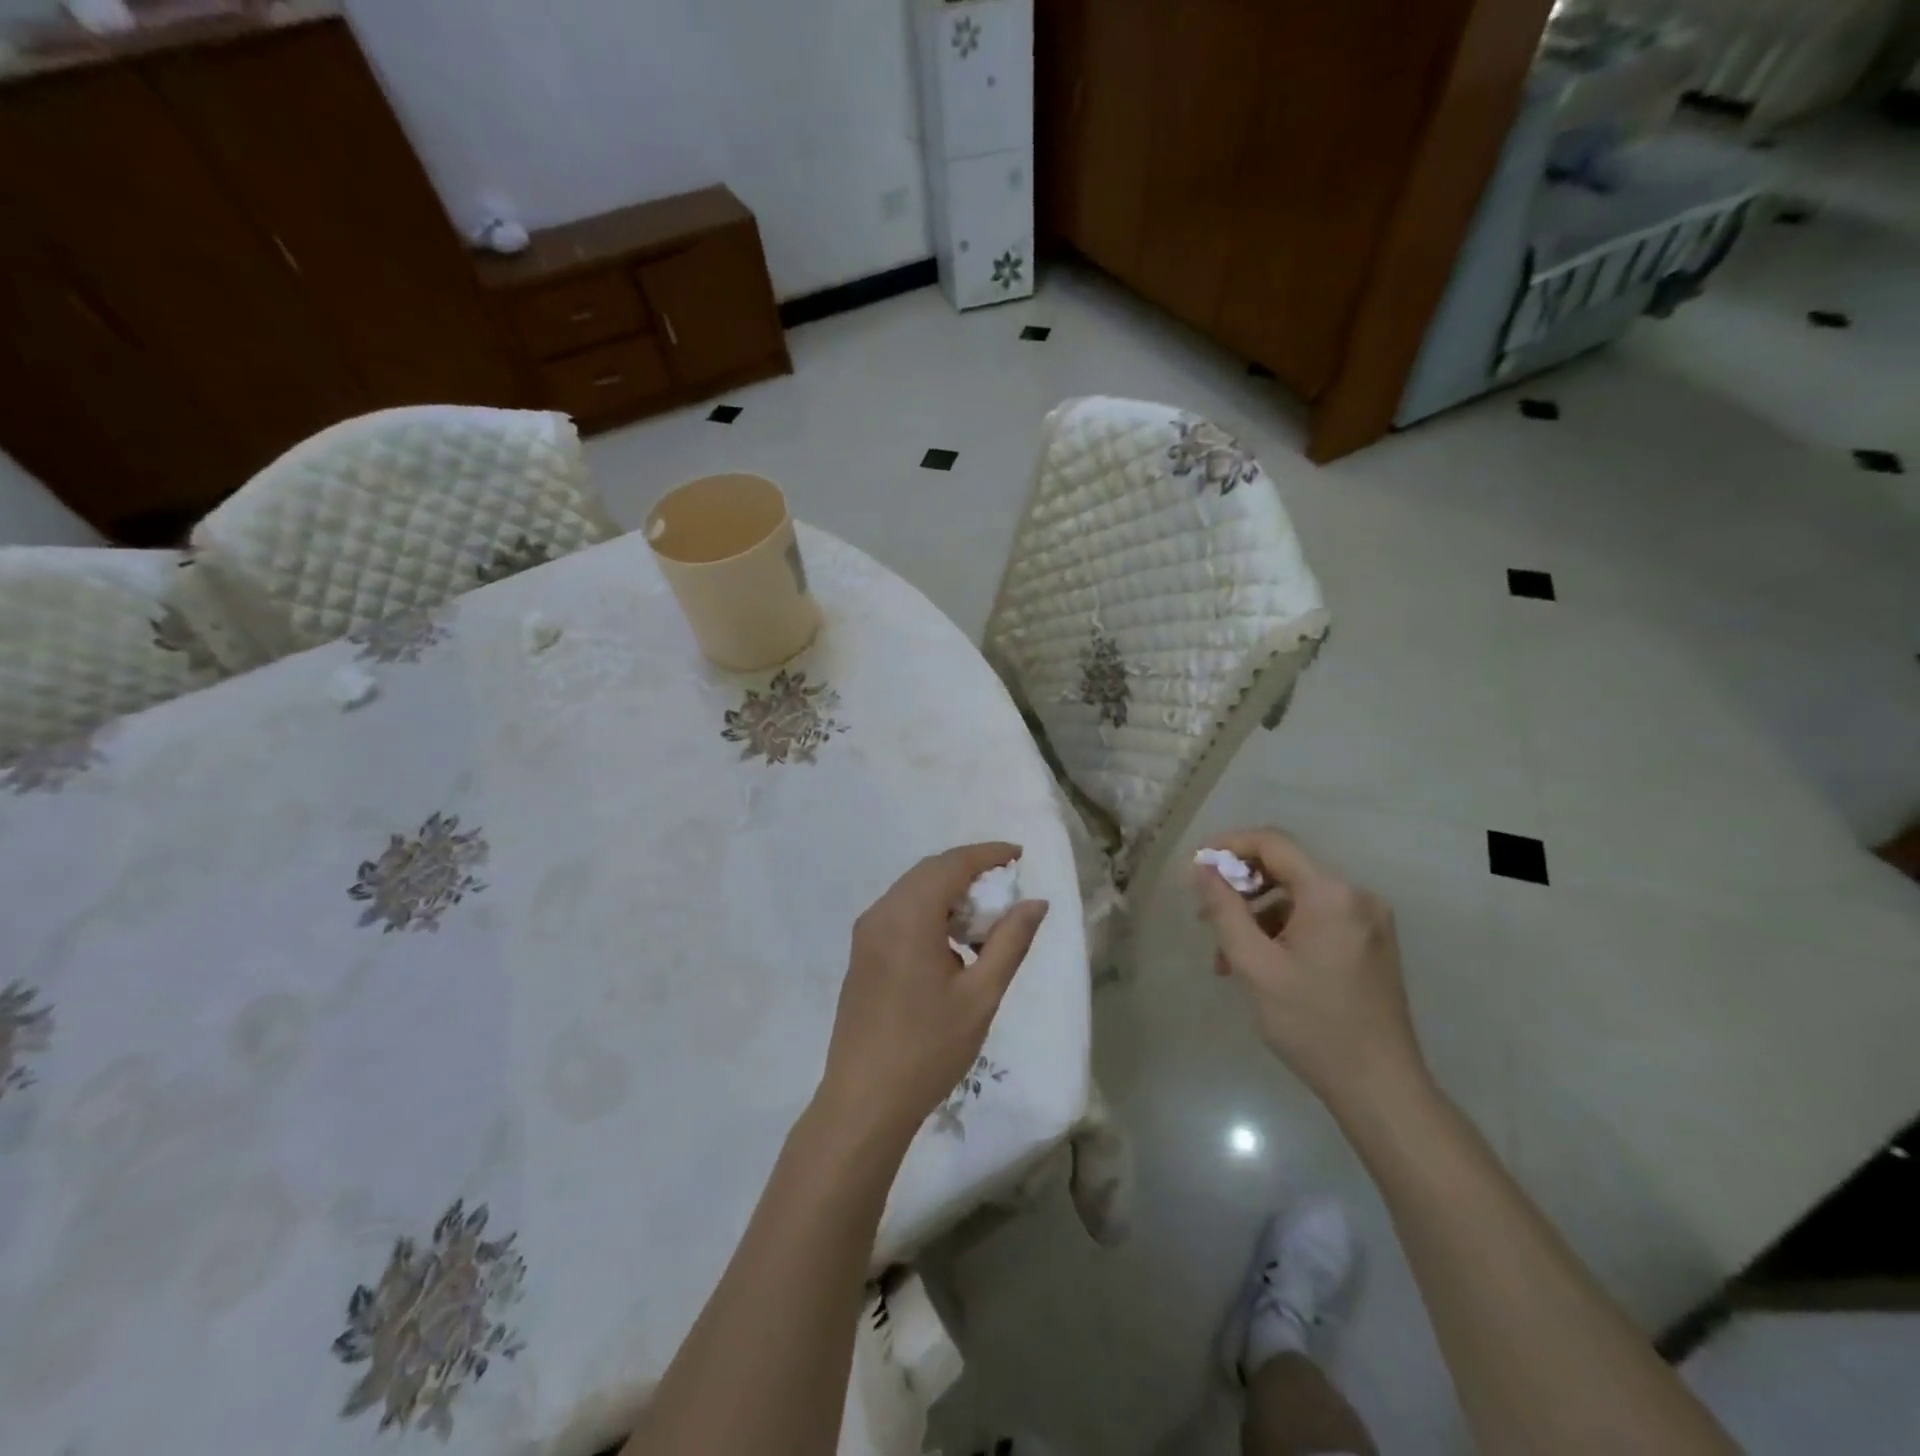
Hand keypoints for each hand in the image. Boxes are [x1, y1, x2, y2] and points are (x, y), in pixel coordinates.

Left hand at [817, 843, 1048, 1148]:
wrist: (864, 1100)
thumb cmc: (929, 1048)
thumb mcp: (981, 995)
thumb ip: (1010, 941)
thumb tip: (1035, 902)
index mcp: (908, 916)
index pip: (952, 864)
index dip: (988, 854)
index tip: (1019, 855)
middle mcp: (881, 913)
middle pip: (930, 871)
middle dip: (969, 870)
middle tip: (1007, 887)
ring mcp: (866, 933)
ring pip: (912, 891)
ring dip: (948, 892)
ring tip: (984, 919)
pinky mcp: (861, 954)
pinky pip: (899, 912)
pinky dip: (929, 911)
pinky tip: (951, 942)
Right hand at [1193, 827, 1426, 1113]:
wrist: (1379, 1087)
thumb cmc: (1311, 1024)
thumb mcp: (1254, 965)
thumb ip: (1224, 909)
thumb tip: (1203, 869)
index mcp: (1331, 894)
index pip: (1273, 843)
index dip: (1229, 845)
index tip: (1196, 866)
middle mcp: (1356, 896)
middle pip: (1286, 869)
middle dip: (1240, 887)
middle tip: (1205, 915)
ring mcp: (1368, 920)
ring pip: (1297, 898)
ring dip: (1257, 917)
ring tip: (1226, 957)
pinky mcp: (1370, 942)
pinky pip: (1316, 918)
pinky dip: (1283, 932)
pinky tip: (1260, 966)